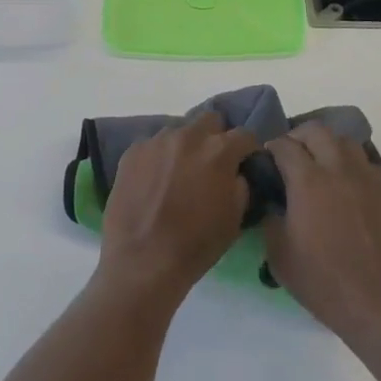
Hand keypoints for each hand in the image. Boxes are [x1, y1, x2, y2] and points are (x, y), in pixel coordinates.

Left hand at [98, 114, 259, 305]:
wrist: (141, 261)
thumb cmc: (195, 246)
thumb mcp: (234, 220)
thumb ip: (241, 186)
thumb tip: (237, 173)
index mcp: (219, 151)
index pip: (244, 134)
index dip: (248, 149)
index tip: (245, 162)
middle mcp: (189, 135)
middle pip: (210, 119)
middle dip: (216, 136)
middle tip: (211, 163)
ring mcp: (157, 140)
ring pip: (179, 131)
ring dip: (184, 147)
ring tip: (178, 174)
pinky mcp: (133, 150)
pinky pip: (153, 145)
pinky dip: (158, 158)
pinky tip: (153, 182)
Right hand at [262, 123, 380, 346]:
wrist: (380, 303)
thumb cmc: (324, 281)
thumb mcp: (279, 256)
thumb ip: (271, 220)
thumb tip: (274, 203)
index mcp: (308, 180)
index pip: (285, 145)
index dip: (272, 148)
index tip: (266, 159)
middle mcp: (337, 168)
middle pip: (317, 131)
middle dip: (299, 136)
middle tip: (291, 156)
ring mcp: (365, 177)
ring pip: (344, 141)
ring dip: (327, 146)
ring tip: (320, 165)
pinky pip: (365, 163)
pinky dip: (351, 164)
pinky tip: (345, 185)